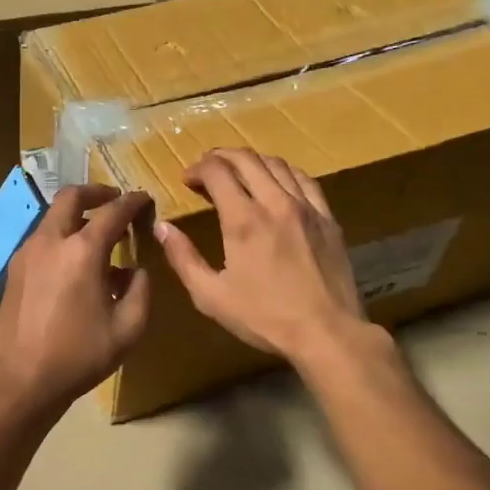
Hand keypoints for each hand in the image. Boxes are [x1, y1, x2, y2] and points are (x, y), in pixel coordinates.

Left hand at [0, 185, 152, 411]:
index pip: (112, 211)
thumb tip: (136, 269)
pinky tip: (73, 263)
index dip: (133, 202)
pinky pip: (41, 239)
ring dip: (76, 215)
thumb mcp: (128, 329)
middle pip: (71, 197)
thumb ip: (141, 290)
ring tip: (96, 236)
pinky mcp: (13, 269)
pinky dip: (60, 236)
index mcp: (82, 251)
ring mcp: (26, 253)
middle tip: (114, 201)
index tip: (145, 199)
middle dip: (96, 192)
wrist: (21, 379)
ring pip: (52, 217)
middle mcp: (51, 241)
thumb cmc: (79, 355)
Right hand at [152, 148, 378, 363]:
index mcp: (243, 220)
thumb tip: (162, 227)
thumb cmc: (264, 317)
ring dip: (251, 161)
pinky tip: (277, 183)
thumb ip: (183, 258)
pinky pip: (305, 180)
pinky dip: (284, 173)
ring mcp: (306, 207)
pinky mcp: (328, 218)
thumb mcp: (210, 296)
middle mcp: (275, 202)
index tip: (186, 180)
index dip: (197, 169)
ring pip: (277, 164)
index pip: (217, 171)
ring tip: (238, 173)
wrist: (327, 333)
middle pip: (246, 159)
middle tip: (206, 169)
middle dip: (220, 157)